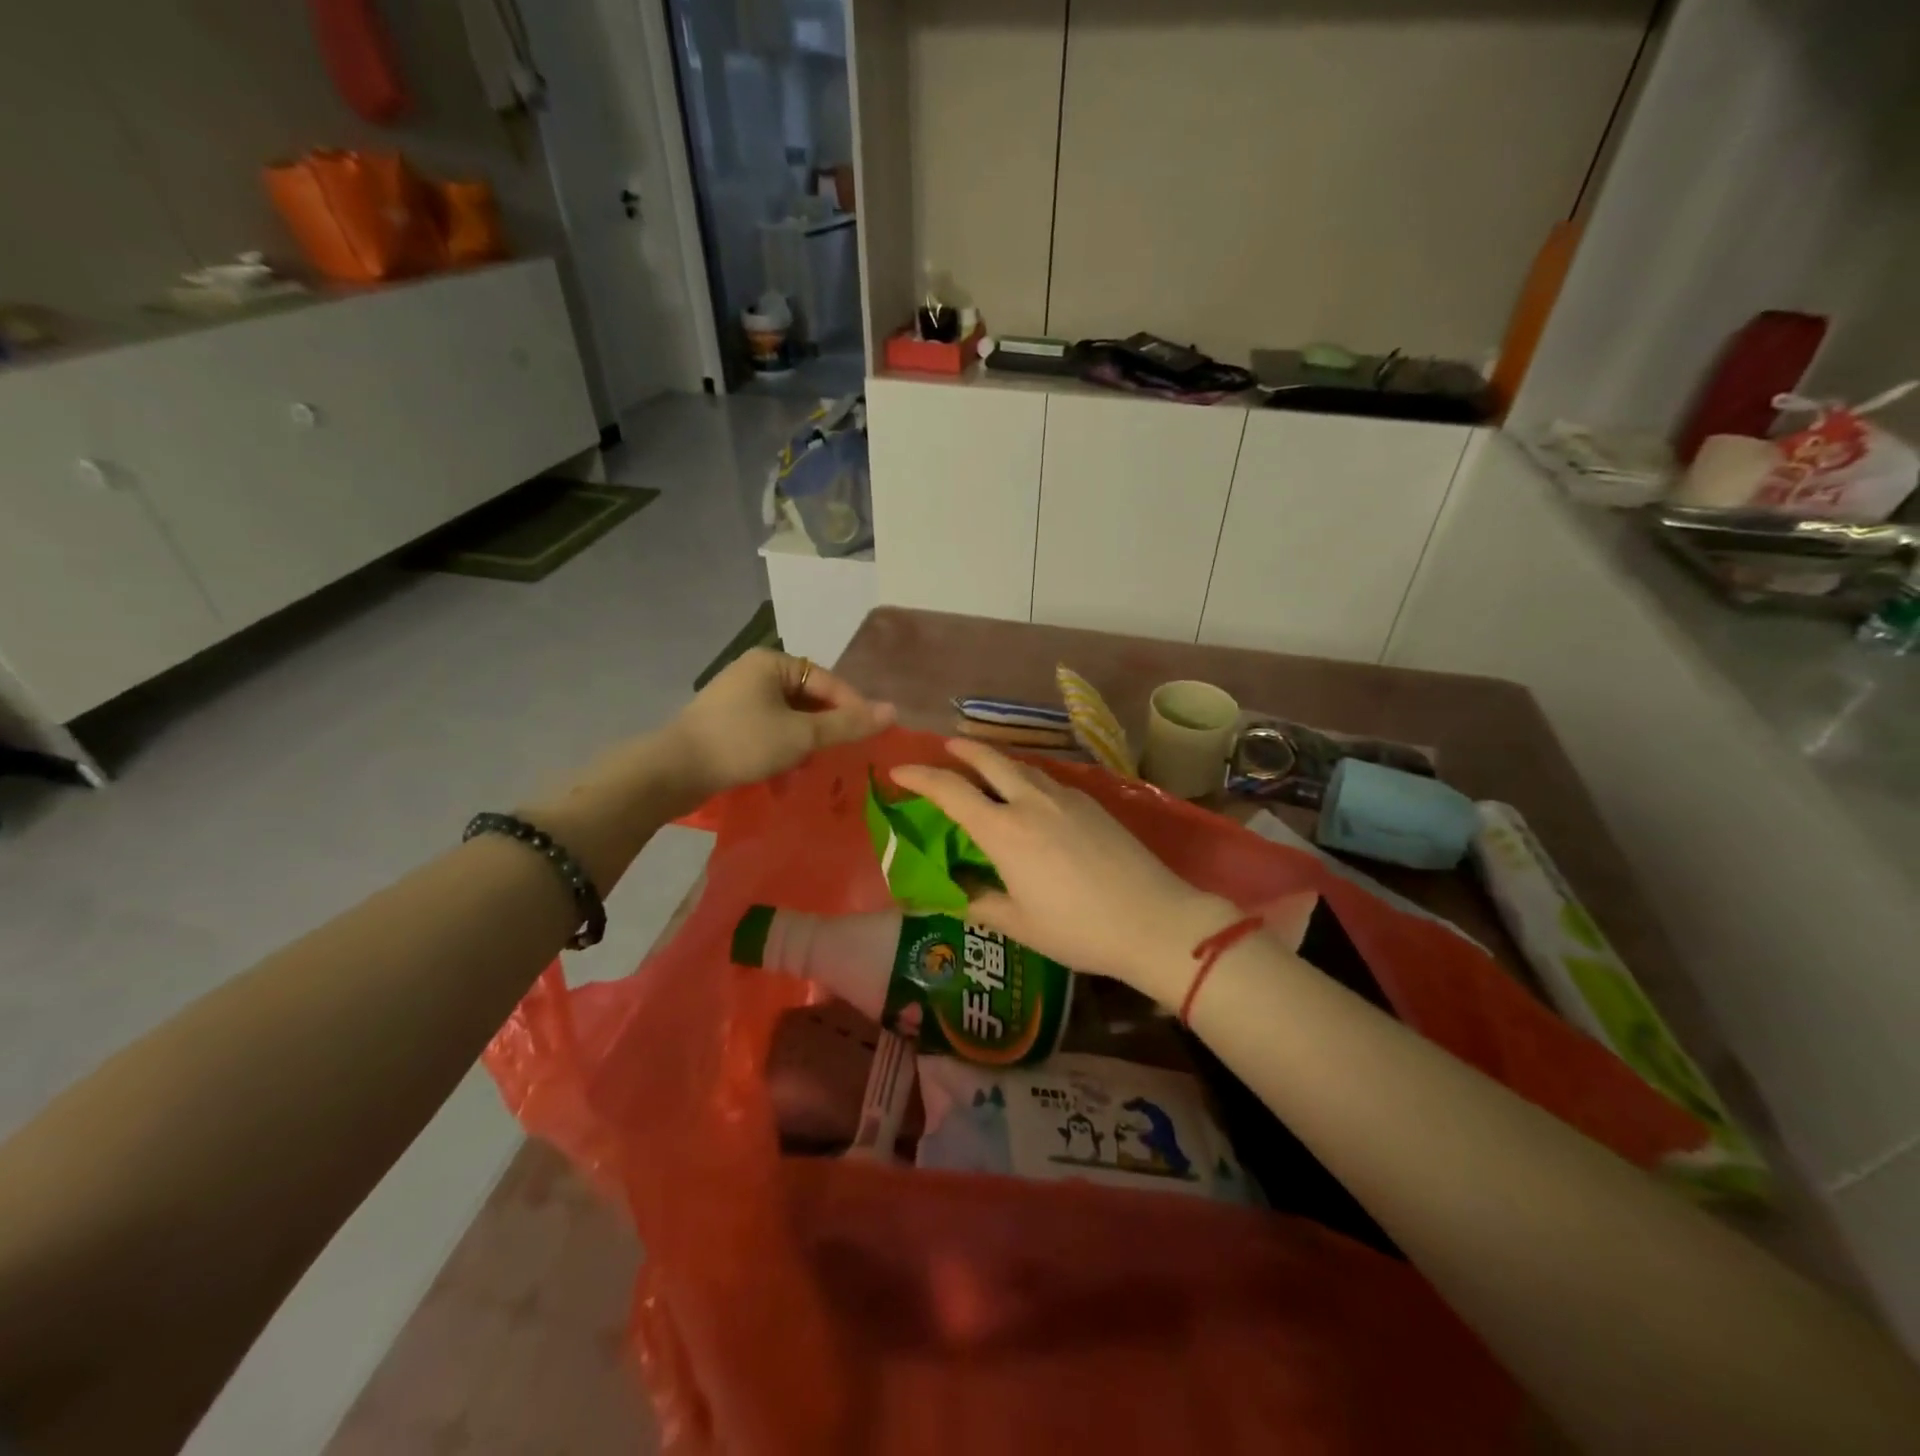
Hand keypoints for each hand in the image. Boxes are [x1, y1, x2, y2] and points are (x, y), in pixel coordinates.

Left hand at [662, 648, 894, 798]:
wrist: (674, 770)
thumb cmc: (742, 743)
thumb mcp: (801, 735)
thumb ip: (847, 724)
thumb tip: (893, 711)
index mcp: (772, 663)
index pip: (827, 680)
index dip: (852, 706)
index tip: (869, 734)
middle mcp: (754, 672)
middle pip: (809, 697)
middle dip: (827, 726)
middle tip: (844, 752)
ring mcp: (738, 697)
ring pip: (789, 715)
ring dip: (806, 739)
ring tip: (816, 764)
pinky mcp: (727, 721)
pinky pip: (769, 727)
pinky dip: (784, 745)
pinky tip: (789, 769)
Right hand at [891, 740, 1234, 1000]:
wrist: (1153, 919)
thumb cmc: (1078, 929)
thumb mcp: (1020, 924)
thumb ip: (981, 903)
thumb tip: (955, 894)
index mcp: (1004, 831)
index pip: (951, 791)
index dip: (921, 778)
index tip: (898, 772)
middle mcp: (1031, 802)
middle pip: (989, 761)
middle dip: (962, 749)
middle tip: (945, 746)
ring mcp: (1065, 798)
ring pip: (1021, 767)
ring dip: (996, 761)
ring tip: (984, 767)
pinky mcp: (1092, 803)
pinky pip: (1047, 780)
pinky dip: (1025, 777)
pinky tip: (1030, 794)